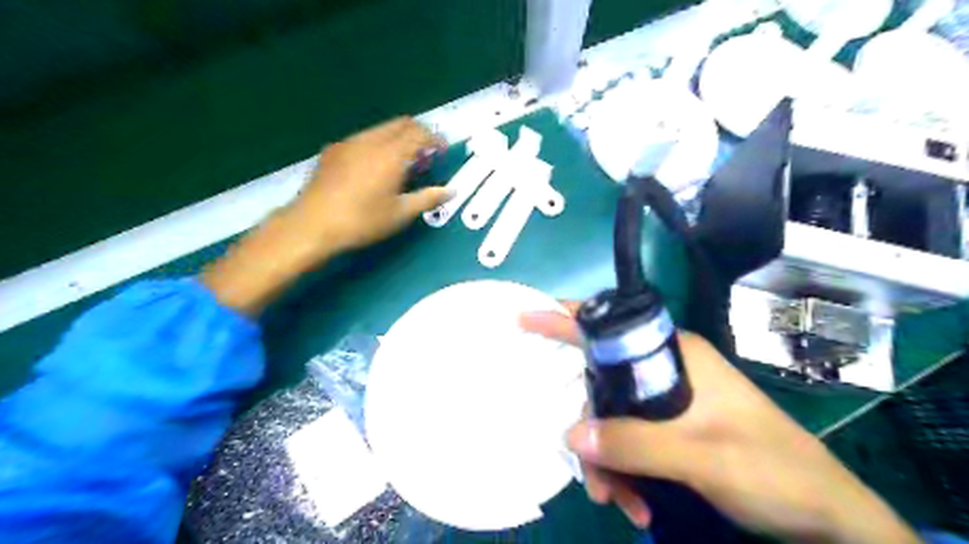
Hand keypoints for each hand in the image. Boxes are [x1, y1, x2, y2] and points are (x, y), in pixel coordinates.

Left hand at [289, 117, 451, 252]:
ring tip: (401, 163)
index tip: (443, 152)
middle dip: (418, 134)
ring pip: (381, 129)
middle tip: (425, 155)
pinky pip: (363, 138)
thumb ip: (427, 199)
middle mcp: (371, 140)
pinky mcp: (333, 150)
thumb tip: (450, 191)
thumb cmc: (362, 221)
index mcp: (391, 154)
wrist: (312, 224)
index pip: (420, 133)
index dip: (436, 139)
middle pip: (401, 123)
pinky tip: (374, 167)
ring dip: (398, 138)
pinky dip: (378, 144)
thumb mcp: (400, 214)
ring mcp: (349, 143)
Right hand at [524, 307, 921, 543]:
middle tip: (593, 476)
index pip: (611, 326)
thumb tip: (570, 434)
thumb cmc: (775, 472)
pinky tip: (637, 504)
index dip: (565, 319)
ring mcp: (669, 401)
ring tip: (619, 501)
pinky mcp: (672, 429)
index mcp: (676, 355)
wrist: (827, 520)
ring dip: (609, 461)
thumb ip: (635, 442)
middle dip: (591, 429)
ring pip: (614, 419)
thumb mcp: (702, 456)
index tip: (525, 317)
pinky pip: (631, 441)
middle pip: (604, 385)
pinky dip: (627, 473)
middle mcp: (667, 370)